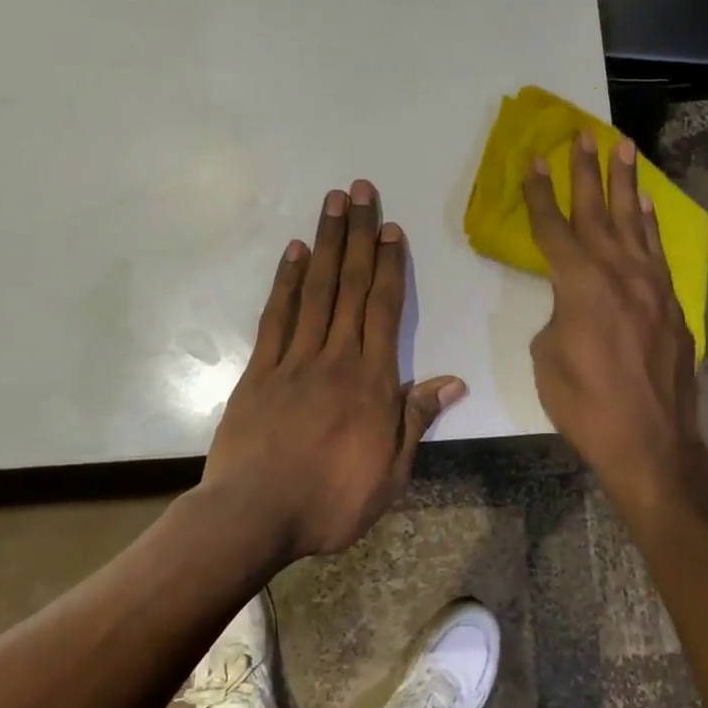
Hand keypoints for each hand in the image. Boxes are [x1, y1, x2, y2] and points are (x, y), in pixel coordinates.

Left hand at [205, 180, 466, 559]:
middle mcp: (335, 357)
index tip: (390, 229)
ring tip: (332, 204)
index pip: (385, 310)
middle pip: (351, 286)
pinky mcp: (260, 370)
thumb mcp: (391, 474)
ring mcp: (294, 360)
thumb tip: (453, 381)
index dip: (390, 266)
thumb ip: (417, 420)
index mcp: (372, 381)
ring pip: (316, 290)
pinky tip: (295, 253)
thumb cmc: (331, 501)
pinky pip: (276, 317)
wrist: (254, 516)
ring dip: (326, 244)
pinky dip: (287, 281)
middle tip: (360, 191)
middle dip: (358, 235)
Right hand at [525, 131, 701, 502]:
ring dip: (626, 183)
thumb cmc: (585, 405)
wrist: (650, 442)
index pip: (554, 228)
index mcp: (580, 285)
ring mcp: (651, 286)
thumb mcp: (548, 357)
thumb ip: (558, 315)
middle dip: (587, 171)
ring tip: (624, 148)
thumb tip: (574, 304)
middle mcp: (619, 273)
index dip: (539, 194)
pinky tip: (644, 205)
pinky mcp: (671, 303)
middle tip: (583, 134)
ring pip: (634, 222)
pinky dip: (649, 224)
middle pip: (597, 211)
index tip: (532, 160)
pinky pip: (657, 251)